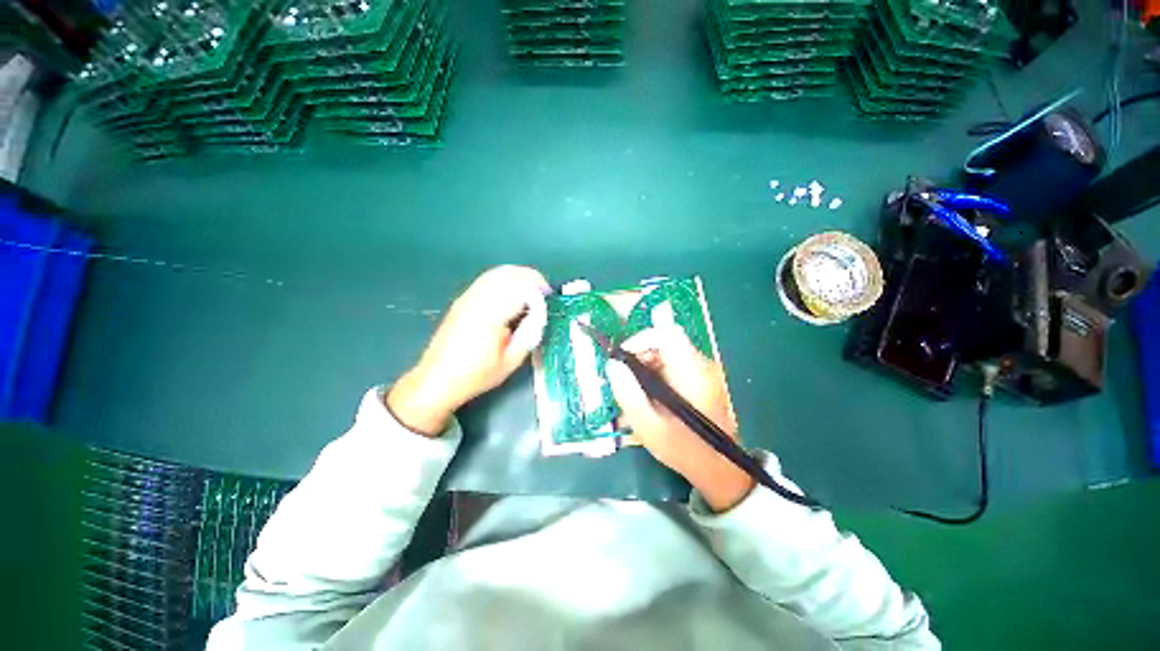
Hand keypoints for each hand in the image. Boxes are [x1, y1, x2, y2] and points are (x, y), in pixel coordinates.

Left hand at [387, 266, 550, 435]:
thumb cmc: (475, 375)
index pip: (520, 291)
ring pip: (496, 273)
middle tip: (545, 290)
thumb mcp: (509, 362)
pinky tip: (512, 292)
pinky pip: (486, 280)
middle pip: (508, 274)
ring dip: (518, 275)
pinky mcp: (462, 300)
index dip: (538, 294)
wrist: (436, 379)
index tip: (549, 301)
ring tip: (532, 288)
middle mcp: (477, 301)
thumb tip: (540, 317)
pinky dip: (504, 279)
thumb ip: (528, 336)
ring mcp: (467, 298)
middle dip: (530, 277)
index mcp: (490, 316)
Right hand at [606, 327, 753, 511]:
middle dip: (639, 358)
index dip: (641, 339)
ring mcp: (702, 373)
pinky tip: (649, 400)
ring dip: (645, 369)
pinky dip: (656, 377)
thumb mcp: (648, 426)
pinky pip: (672, 367)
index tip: (622, 359)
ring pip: (666, 356)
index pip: (667, 334)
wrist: (720, 469)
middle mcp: (700, 366)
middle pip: (664, 344)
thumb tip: (613, 365)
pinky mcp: (700, 381)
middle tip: (624, 382)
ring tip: (634, 395)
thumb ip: (628, 393)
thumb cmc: (684, 450)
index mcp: (691, 372)